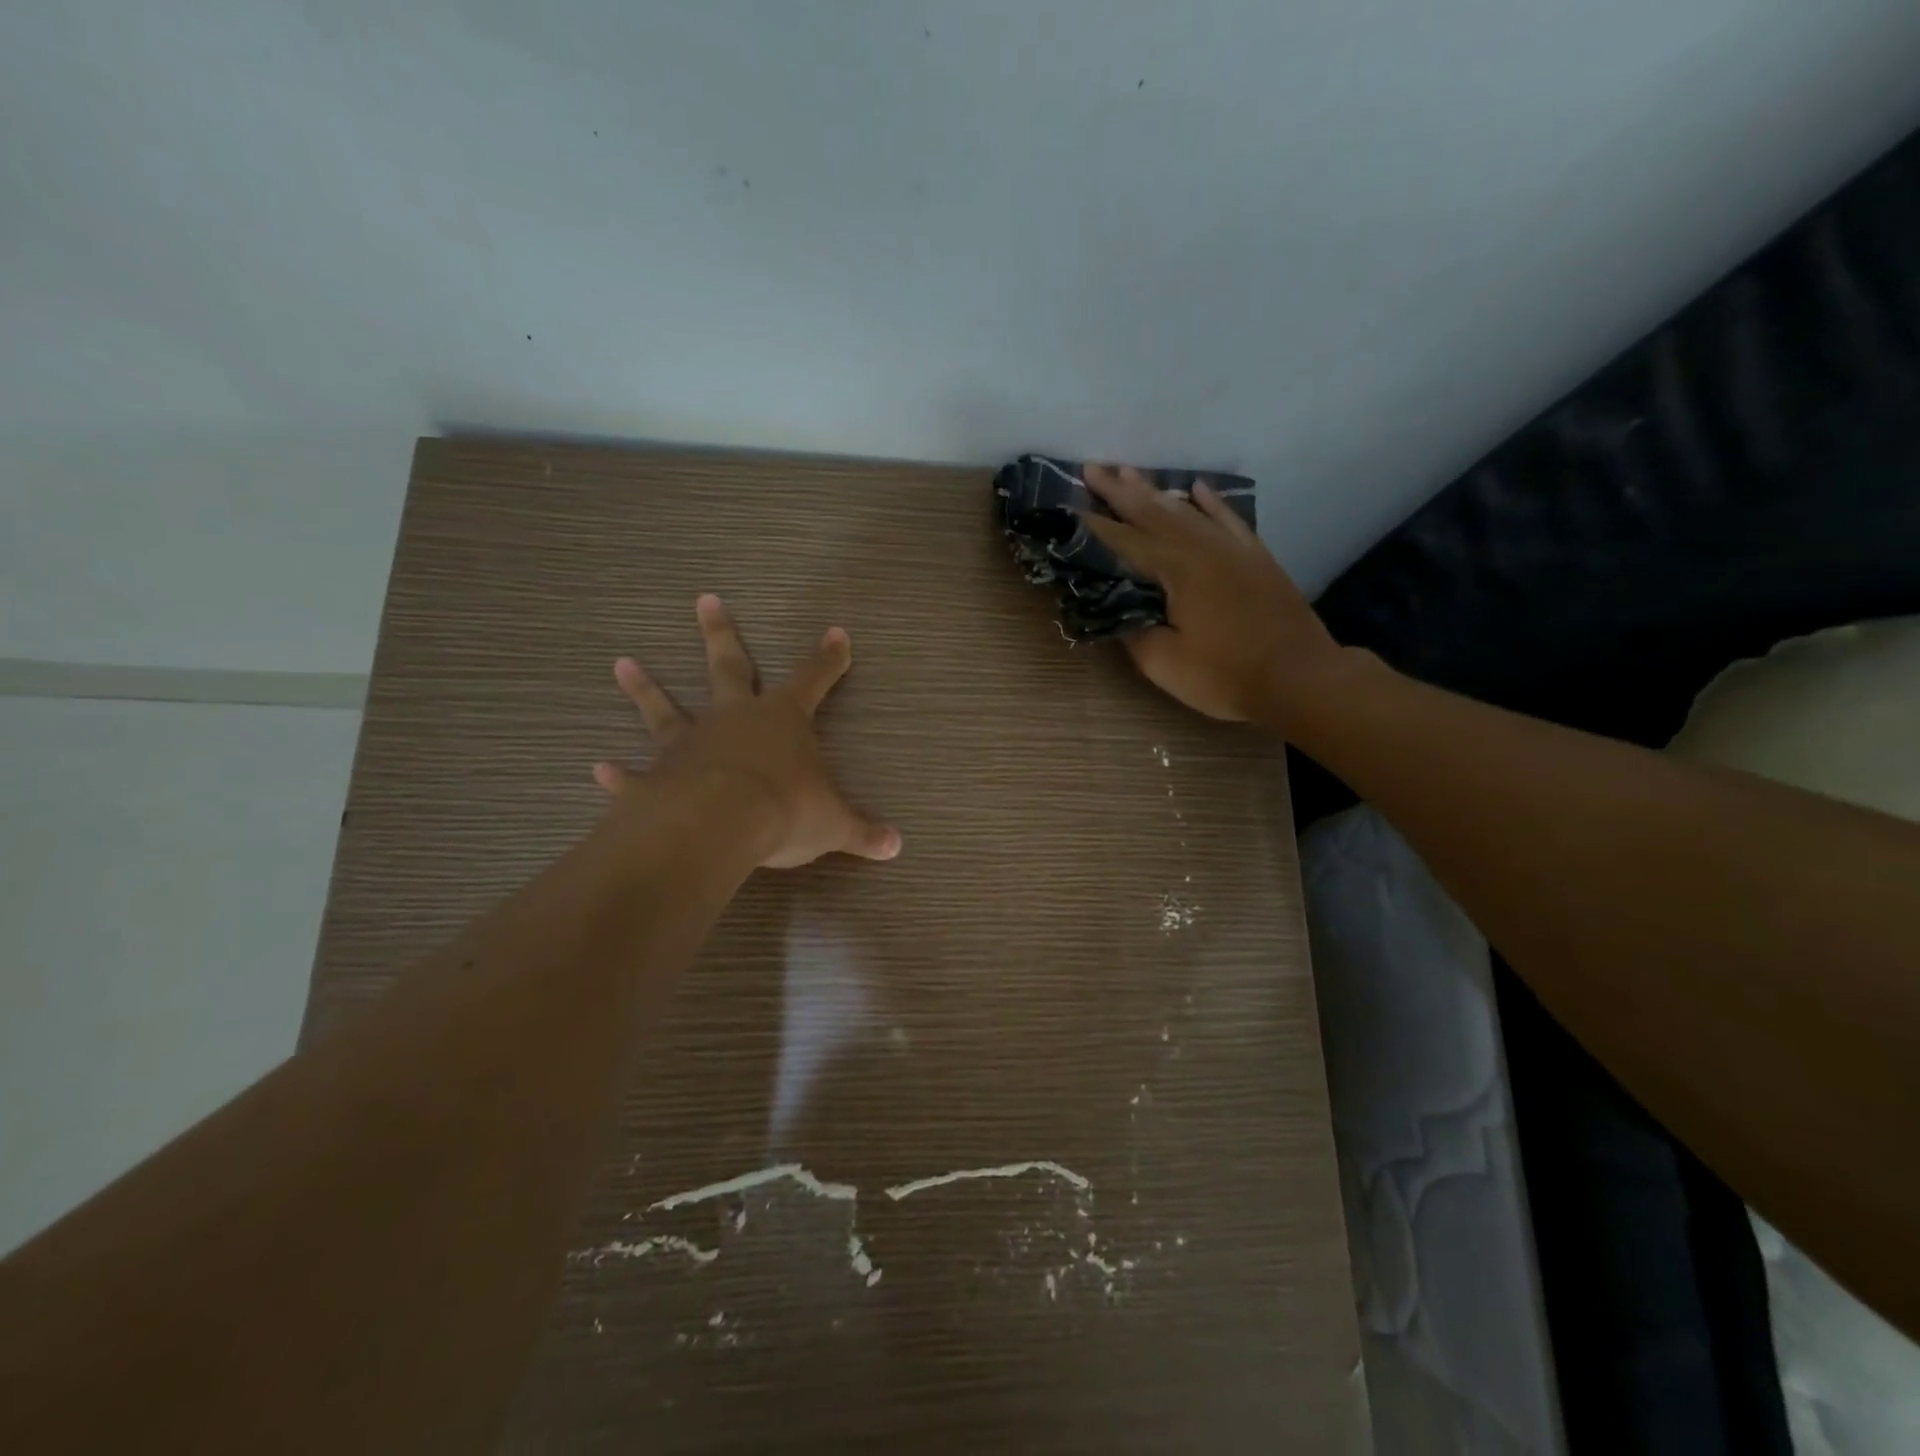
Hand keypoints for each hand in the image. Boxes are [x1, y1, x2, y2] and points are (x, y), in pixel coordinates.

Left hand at [593, 594, 901, 868]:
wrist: (719, 825)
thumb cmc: (785, 810)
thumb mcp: (834, 824)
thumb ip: (863, 832)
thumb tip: (897, 847)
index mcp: (783, 720)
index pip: (814, 679)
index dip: (828, 659)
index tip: (837, 633)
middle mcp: (735, 719)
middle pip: (730, 666)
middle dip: (722, 633)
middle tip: (705, 599)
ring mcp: (691, 744)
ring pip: (666, 709)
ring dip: (646, 689)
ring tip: (623, 663)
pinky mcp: (657, 778)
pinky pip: (635, 775)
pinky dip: (619, 775)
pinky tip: (600, 769)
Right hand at [1079, 464, 1343, 725]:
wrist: (1300, 678)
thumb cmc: (1226, 675)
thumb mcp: (1164, 663)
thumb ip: (1133, 632)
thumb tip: (1113, 610)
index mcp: (1177, 570)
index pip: (1124, 541)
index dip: (1094, 525)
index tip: (1068, 505)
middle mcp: (1203, 547)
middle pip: (1154, 512)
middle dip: (1119, 491)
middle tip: (1092, 468)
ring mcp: (1233, 548)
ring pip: (1187, 510)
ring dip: (1156, 491)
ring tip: (1130, 472)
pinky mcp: (1256, 557)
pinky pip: (1227, 519)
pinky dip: (1210, 502)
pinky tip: (1197, 488)